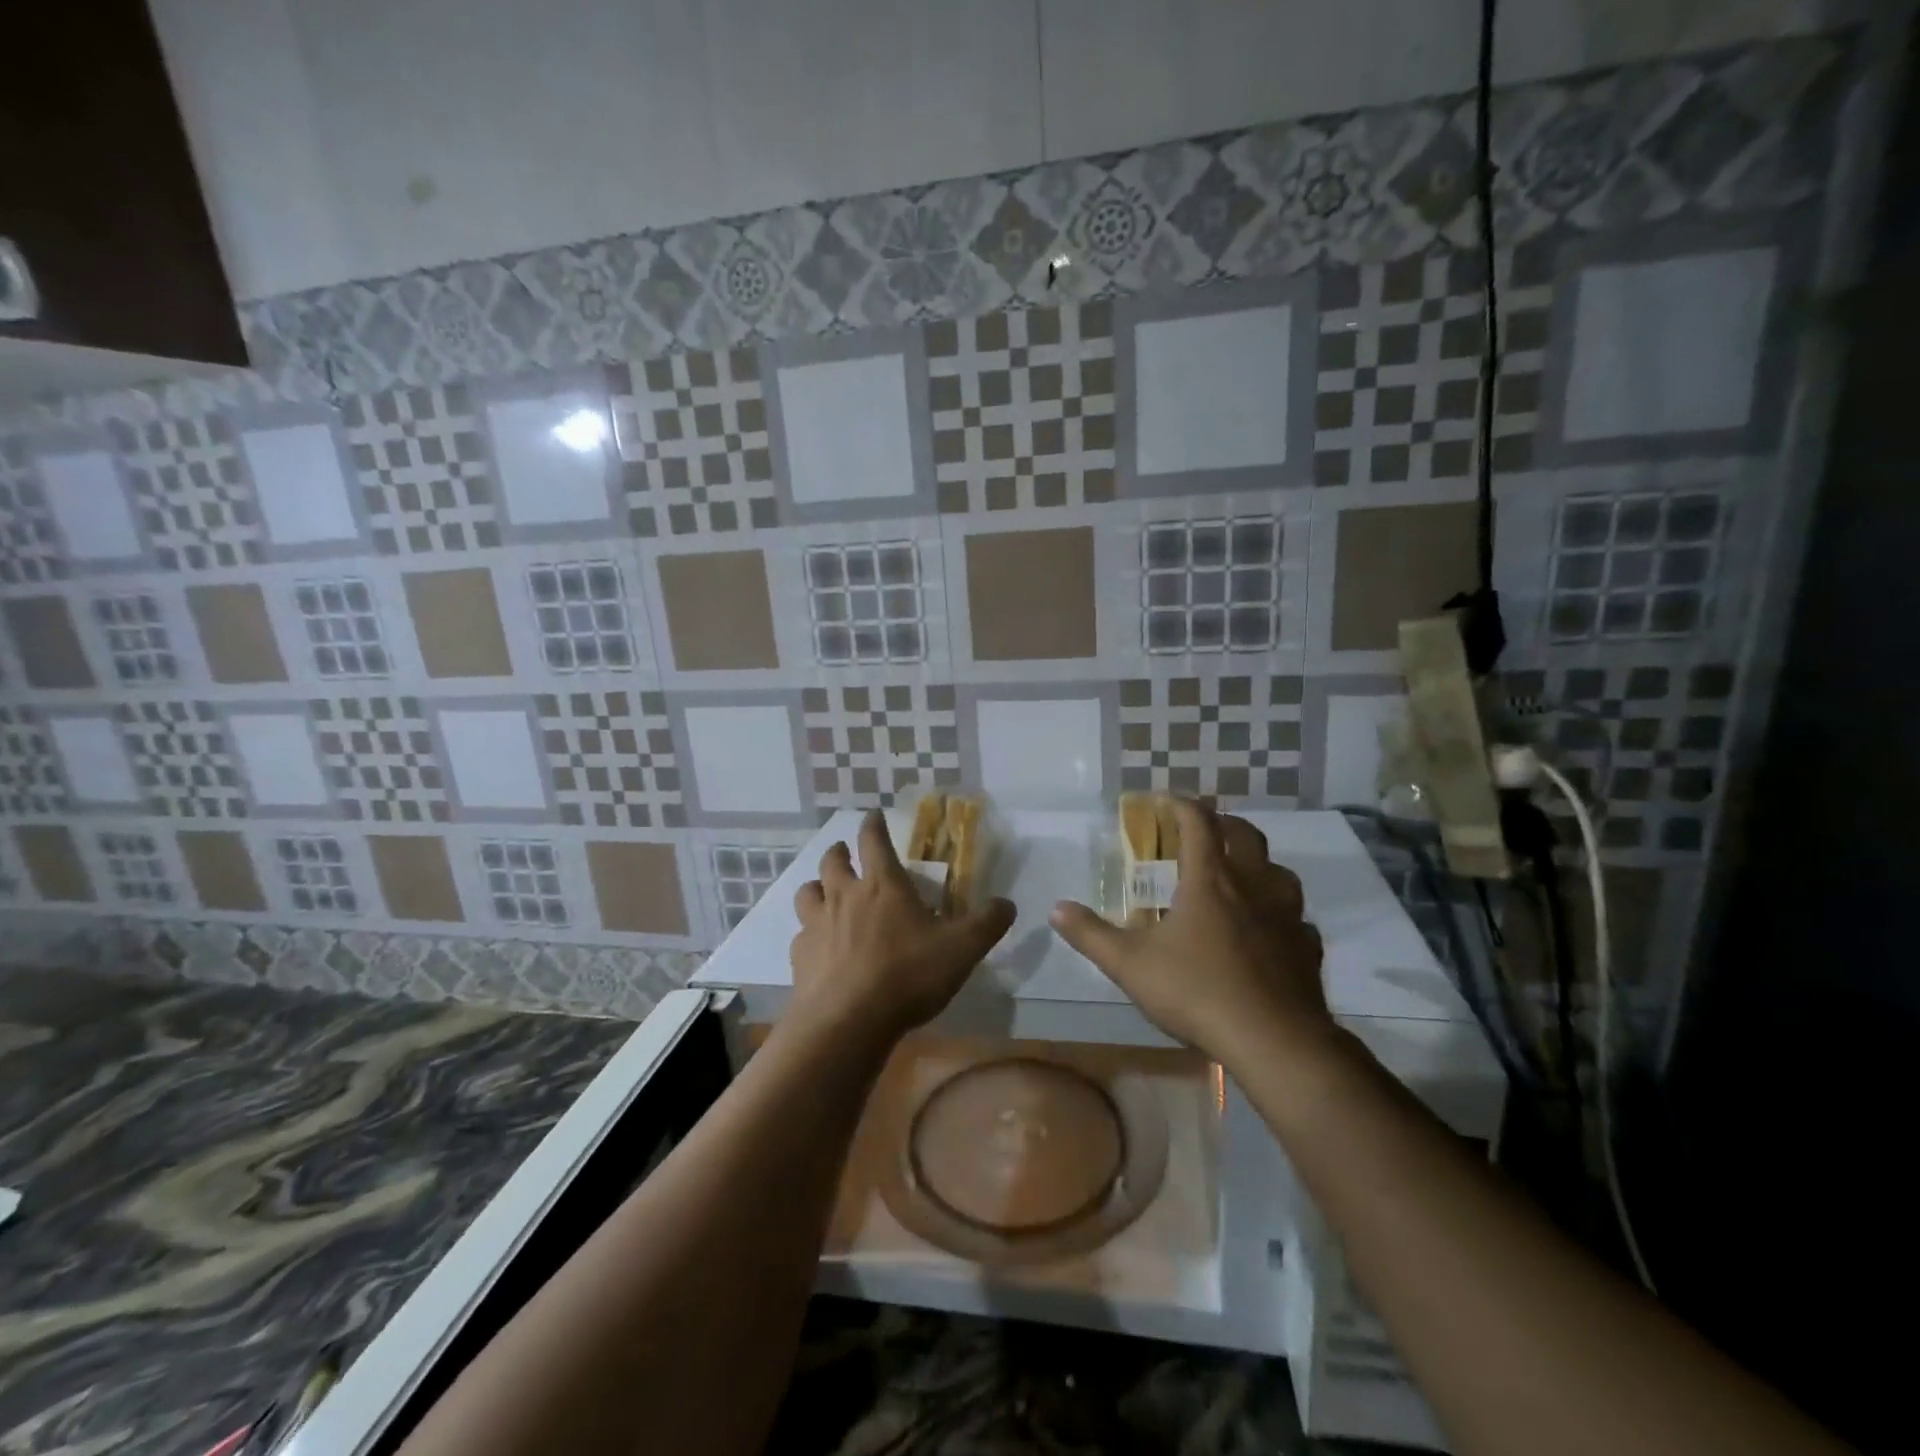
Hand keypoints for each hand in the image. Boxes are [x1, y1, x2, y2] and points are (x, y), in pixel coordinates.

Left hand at [790, 810, 1016, 1046]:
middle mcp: (845, 895)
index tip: (874, 815)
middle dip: (839, 851)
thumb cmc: (907, 975)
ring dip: (817, 887)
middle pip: (832, 861)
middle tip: (845, 852)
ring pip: (808, 892)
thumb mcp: (962, 949)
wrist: (848, 1021)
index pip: (874, 840)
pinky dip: (809, 932)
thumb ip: (987, 923)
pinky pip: (801, 934)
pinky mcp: (800, 956)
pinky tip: (819, 946)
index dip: (874, 824)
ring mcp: (817, 925)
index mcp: (883, 885)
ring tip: (825, 892)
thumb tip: (1008, 904)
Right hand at [1050, 799, 1330, 1064]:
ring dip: (1259, 864)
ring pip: (1279, 872)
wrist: (1273, 1040)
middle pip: (1245, 835)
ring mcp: (1287, 916)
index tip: (1165, 801)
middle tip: (1204, 830)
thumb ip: (1091, 934)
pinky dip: (1281, 915)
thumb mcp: (1129, 964)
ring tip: (1241, 875)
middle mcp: (1252, 886)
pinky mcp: (1308, 947)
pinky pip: (1297, 918)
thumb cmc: (1196, 991)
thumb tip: (1056, 908)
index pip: (1198, 822)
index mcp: (1209, 880)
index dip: (1181, 805)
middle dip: (1223, 824)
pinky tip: (1271, 931)